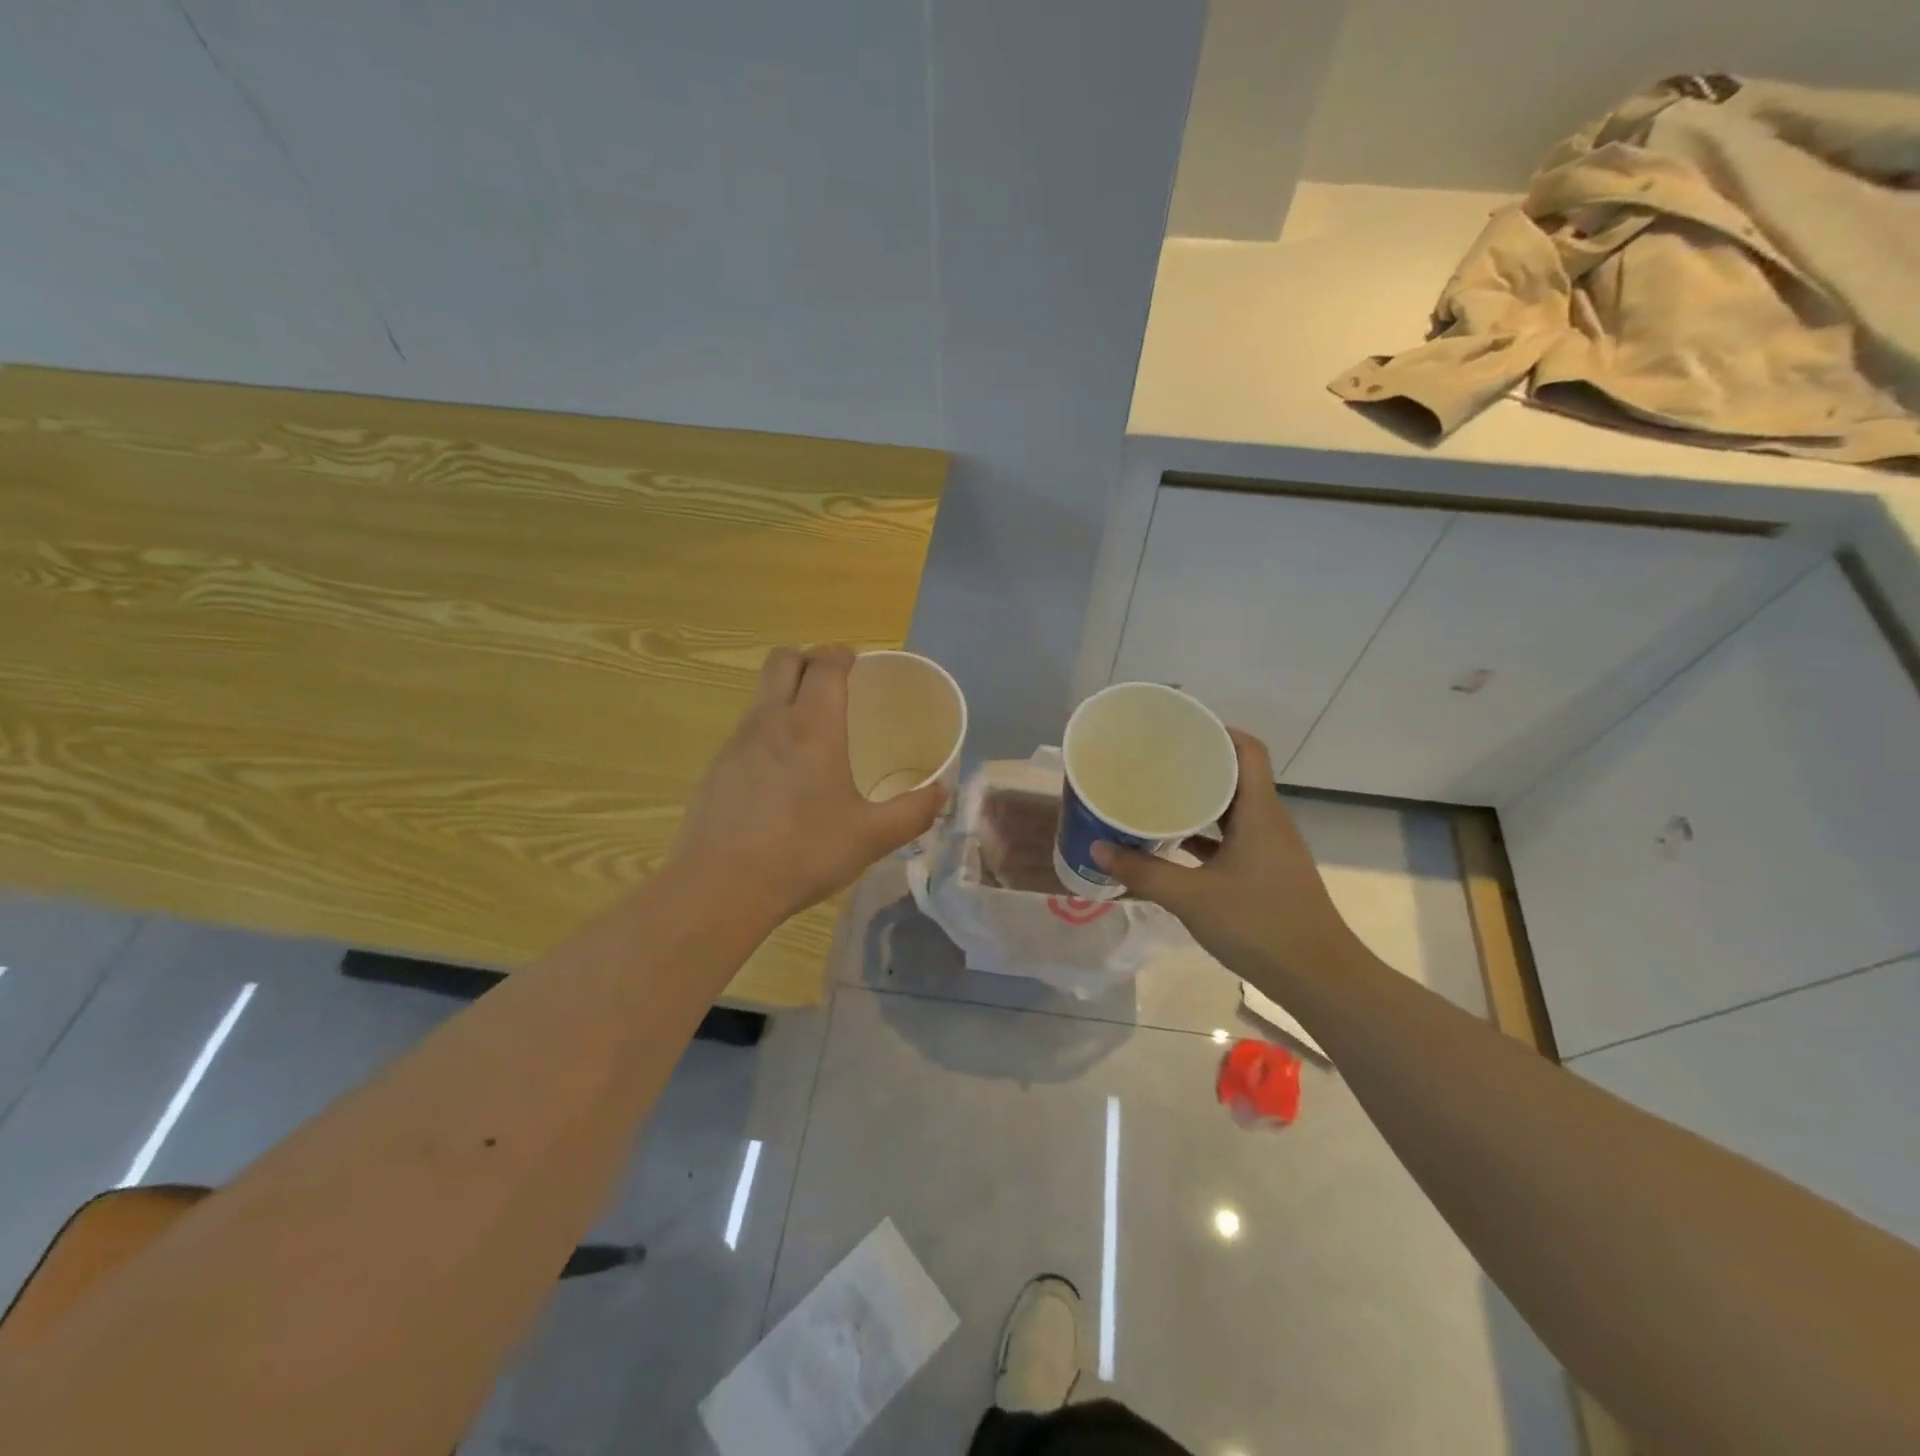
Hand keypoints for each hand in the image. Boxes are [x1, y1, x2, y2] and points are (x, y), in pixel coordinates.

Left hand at [670, 646, 947, 924]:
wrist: (721, 886)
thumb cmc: (803, 853)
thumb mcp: (871, 837)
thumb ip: (913, 812)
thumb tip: (942, 793)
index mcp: (813, 727)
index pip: (823, 663)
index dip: (841, 654)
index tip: (857, 663)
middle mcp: (771, 721)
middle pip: (783, 660)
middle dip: (808, 659)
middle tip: (833, 686)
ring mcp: (737, 743)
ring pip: (761, 694)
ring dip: (786, 694)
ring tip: (811, 731)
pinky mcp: (716, 768)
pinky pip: (746, 730)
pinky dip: (768, 731)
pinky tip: (781, 774)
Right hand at [1091, 731, 1359, 985]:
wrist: (1320, 979)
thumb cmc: (1260, 925)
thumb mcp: (1192, 898)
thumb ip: (1143, 872)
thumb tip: (1098, 848)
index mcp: (1259, 813)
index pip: (1247, 750)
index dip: (1217, 731)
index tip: (1178, 728)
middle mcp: (1268, 822)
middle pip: (1236, 776)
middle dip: (1197, 765)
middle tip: (1154, 760)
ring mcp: (1270, 849)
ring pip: (1232, 810)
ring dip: (1199, 802)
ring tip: (1157, 795)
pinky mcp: (1267, 873)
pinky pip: (1233, 839)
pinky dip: (1205, 835)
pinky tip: (1173, 844)